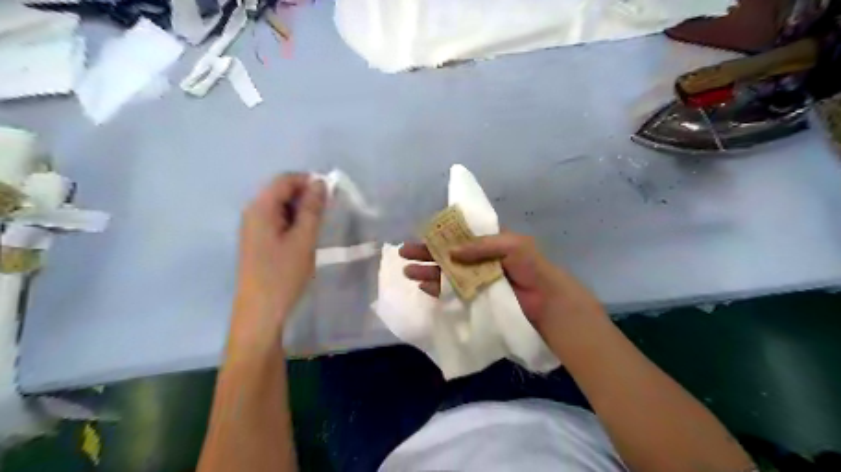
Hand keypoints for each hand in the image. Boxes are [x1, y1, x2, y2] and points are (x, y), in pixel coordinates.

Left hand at [230, 174, 325, 337]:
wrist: (260, 312)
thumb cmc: (283, 274)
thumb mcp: (303, 239)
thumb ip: (312, 208)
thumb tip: (320, 182)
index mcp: (260, 208)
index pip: (285, 179)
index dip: (309, 181)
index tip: (331, 196)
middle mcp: (252, 212)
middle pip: (281, 191)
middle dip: (306, 196)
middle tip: (327, 213)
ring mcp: (253, 228)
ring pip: (280, 207)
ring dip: (301, 211)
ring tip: (318, 227)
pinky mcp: (257, 241)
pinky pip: (277, 221)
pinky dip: (293, 223)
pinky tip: (304, 238)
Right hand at [400, 232, 597, 327]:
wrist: (547, 303)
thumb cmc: (531, 268)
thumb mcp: (512, 245)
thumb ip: (481, 246)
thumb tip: (450, 252)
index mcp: (488, 243)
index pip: (458, 236)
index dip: (440, 235)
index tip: (421, 234)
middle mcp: (478, 260)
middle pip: (447, 254)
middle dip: (426, 253)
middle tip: (404, 252)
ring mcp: (475, 280)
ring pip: (446, 273)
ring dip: (427, 271)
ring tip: (407, 271)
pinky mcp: (475, 298)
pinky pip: (452, 292)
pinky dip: (438, 289)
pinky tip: (424, 286)